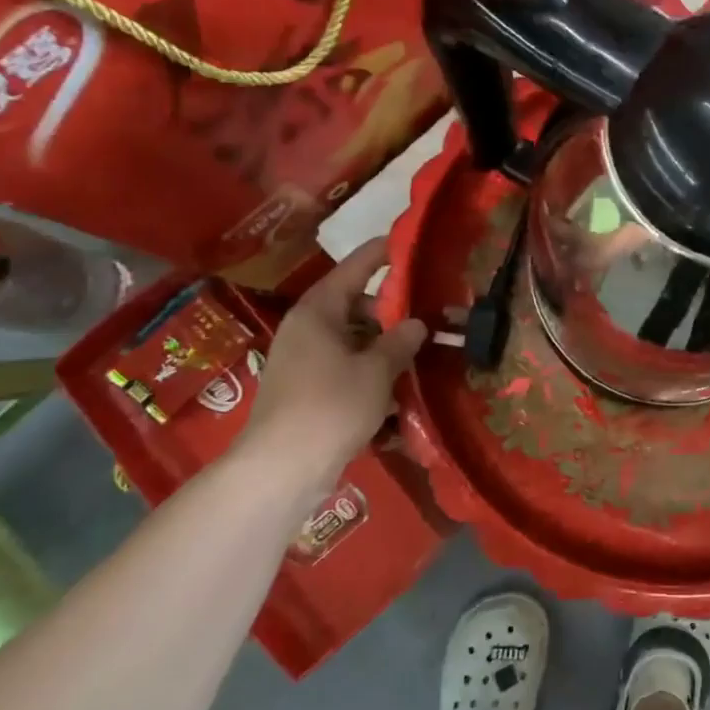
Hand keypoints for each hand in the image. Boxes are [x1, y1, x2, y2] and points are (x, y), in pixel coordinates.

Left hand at [242, 239, 426, 489]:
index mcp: (318, 311)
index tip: (405, 240)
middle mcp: (306, 329)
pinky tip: (396, 387)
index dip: (381, 253)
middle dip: (390, 309)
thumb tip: (417, 323)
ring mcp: (303, 361)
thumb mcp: (377, 370)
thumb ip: (400, 341)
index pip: (354, 268)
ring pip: (352, 339)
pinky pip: (344, 367)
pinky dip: (369, 370)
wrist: (282, 469)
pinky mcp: (305, 390)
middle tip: (428, 310)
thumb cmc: (331, 406)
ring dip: (382, 344)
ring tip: (420, 350)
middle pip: (354, 305)